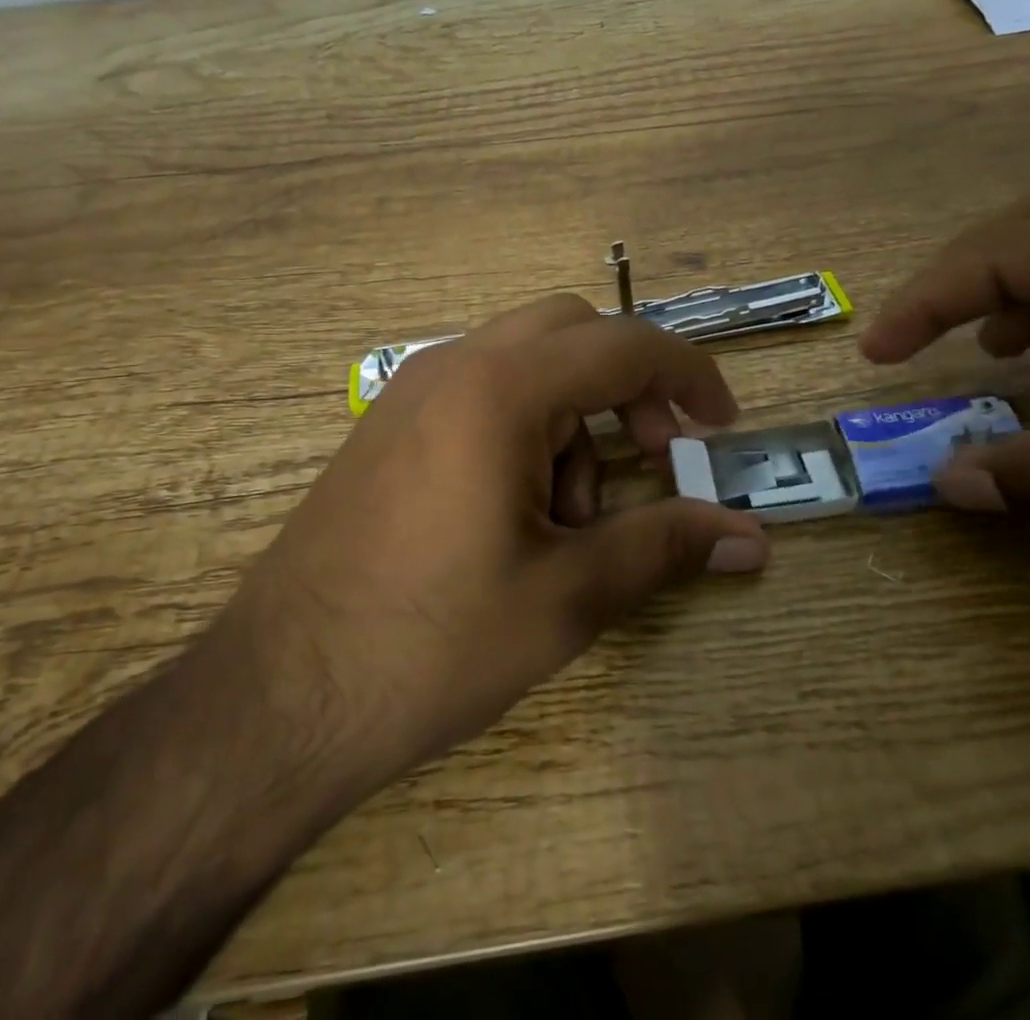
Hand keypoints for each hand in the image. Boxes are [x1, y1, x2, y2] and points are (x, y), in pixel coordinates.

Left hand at [205, 294, 768, 794]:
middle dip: (629, 385)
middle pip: (573, 333)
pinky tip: (519, 509)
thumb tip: (752, 538)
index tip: (722, 426)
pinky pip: (484, 390)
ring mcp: (413, 390)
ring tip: (571, 514)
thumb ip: (665, 547)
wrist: (277, 697)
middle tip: (653, 458)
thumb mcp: (565, 597)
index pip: (625, 345)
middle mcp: (454, 365)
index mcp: (500, 389)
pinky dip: (528, 424)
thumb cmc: (430, 644)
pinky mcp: (391, 423)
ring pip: (528, 362)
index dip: (689, 376)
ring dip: (575, 414)